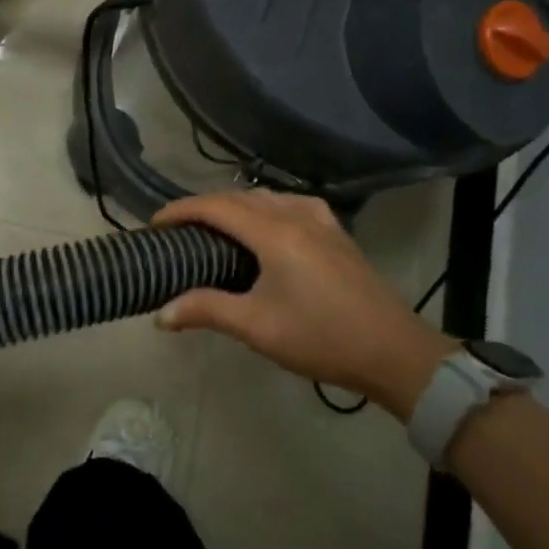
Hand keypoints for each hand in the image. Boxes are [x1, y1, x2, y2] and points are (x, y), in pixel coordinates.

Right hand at [152, 190, 453, 420]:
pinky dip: (265, 208)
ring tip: (214, 228)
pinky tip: (265, 227)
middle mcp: (295, 215)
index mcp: (273, 232)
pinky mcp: (336, 233)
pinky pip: (290, 205)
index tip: (154, 224)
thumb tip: (161, 314)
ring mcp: (321, 221)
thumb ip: (206, 310)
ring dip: (235, 206)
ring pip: (266, 198)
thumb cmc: (320, 337)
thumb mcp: (256, 327)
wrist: (393, 351)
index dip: (181, 210)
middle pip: (239, 197)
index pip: (215, 206)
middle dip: (204, 207)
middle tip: (179, 231)